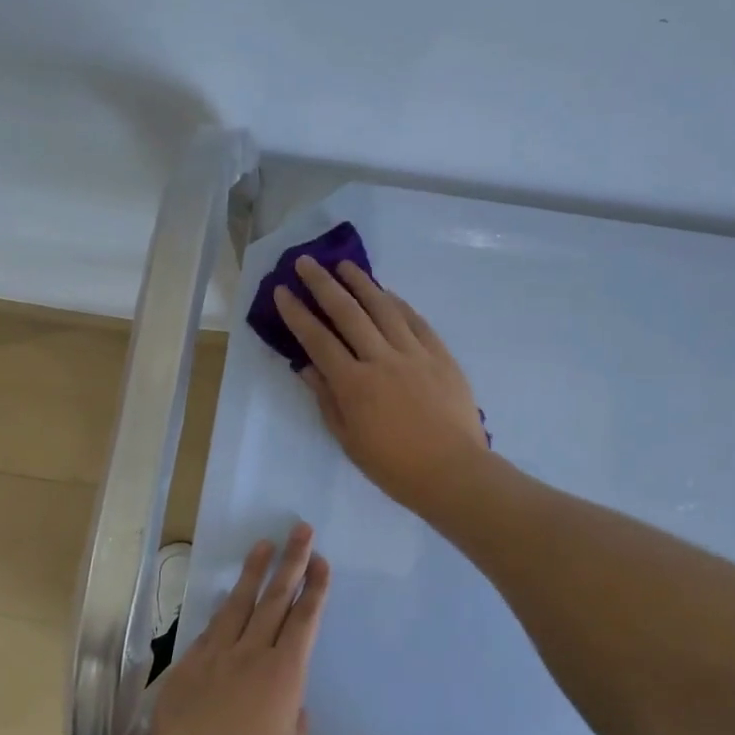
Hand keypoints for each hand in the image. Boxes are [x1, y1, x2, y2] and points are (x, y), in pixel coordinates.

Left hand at [136, 526, 328, 734]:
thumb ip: (294, 713)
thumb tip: (287, 696)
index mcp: (285, 674)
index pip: (305, 619)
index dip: (315, 587)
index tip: (321, 560)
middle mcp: (253, 653)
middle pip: (276, 598)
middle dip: (292, 561)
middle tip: (300, 529)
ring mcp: (217, 655)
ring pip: (240, 603)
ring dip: (254, 571)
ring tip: (263, 544)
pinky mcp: (189, 664)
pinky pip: (211, 628)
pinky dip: (223, 609)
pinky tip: (227, 597)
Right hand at [273, 259, 490, 510]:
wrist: (452, 471)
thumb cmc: (394, 466)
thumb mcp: (349, 440)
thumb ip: (327, 399)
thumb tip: (306, 367)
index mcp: (354, 384)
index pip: (317, 340)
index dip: (297, 314)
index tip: (282, 291)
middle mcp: (381, 359)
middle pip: (347, 312)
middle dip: (322, 284)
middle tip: (306, 262)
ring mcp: (414, 353)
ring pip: (383, 308)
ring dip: (361, 283)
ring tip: (344, 265)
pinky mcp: (440, 355)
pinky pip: (416, 320)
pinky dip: (398, 303)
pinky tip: (387, 293)